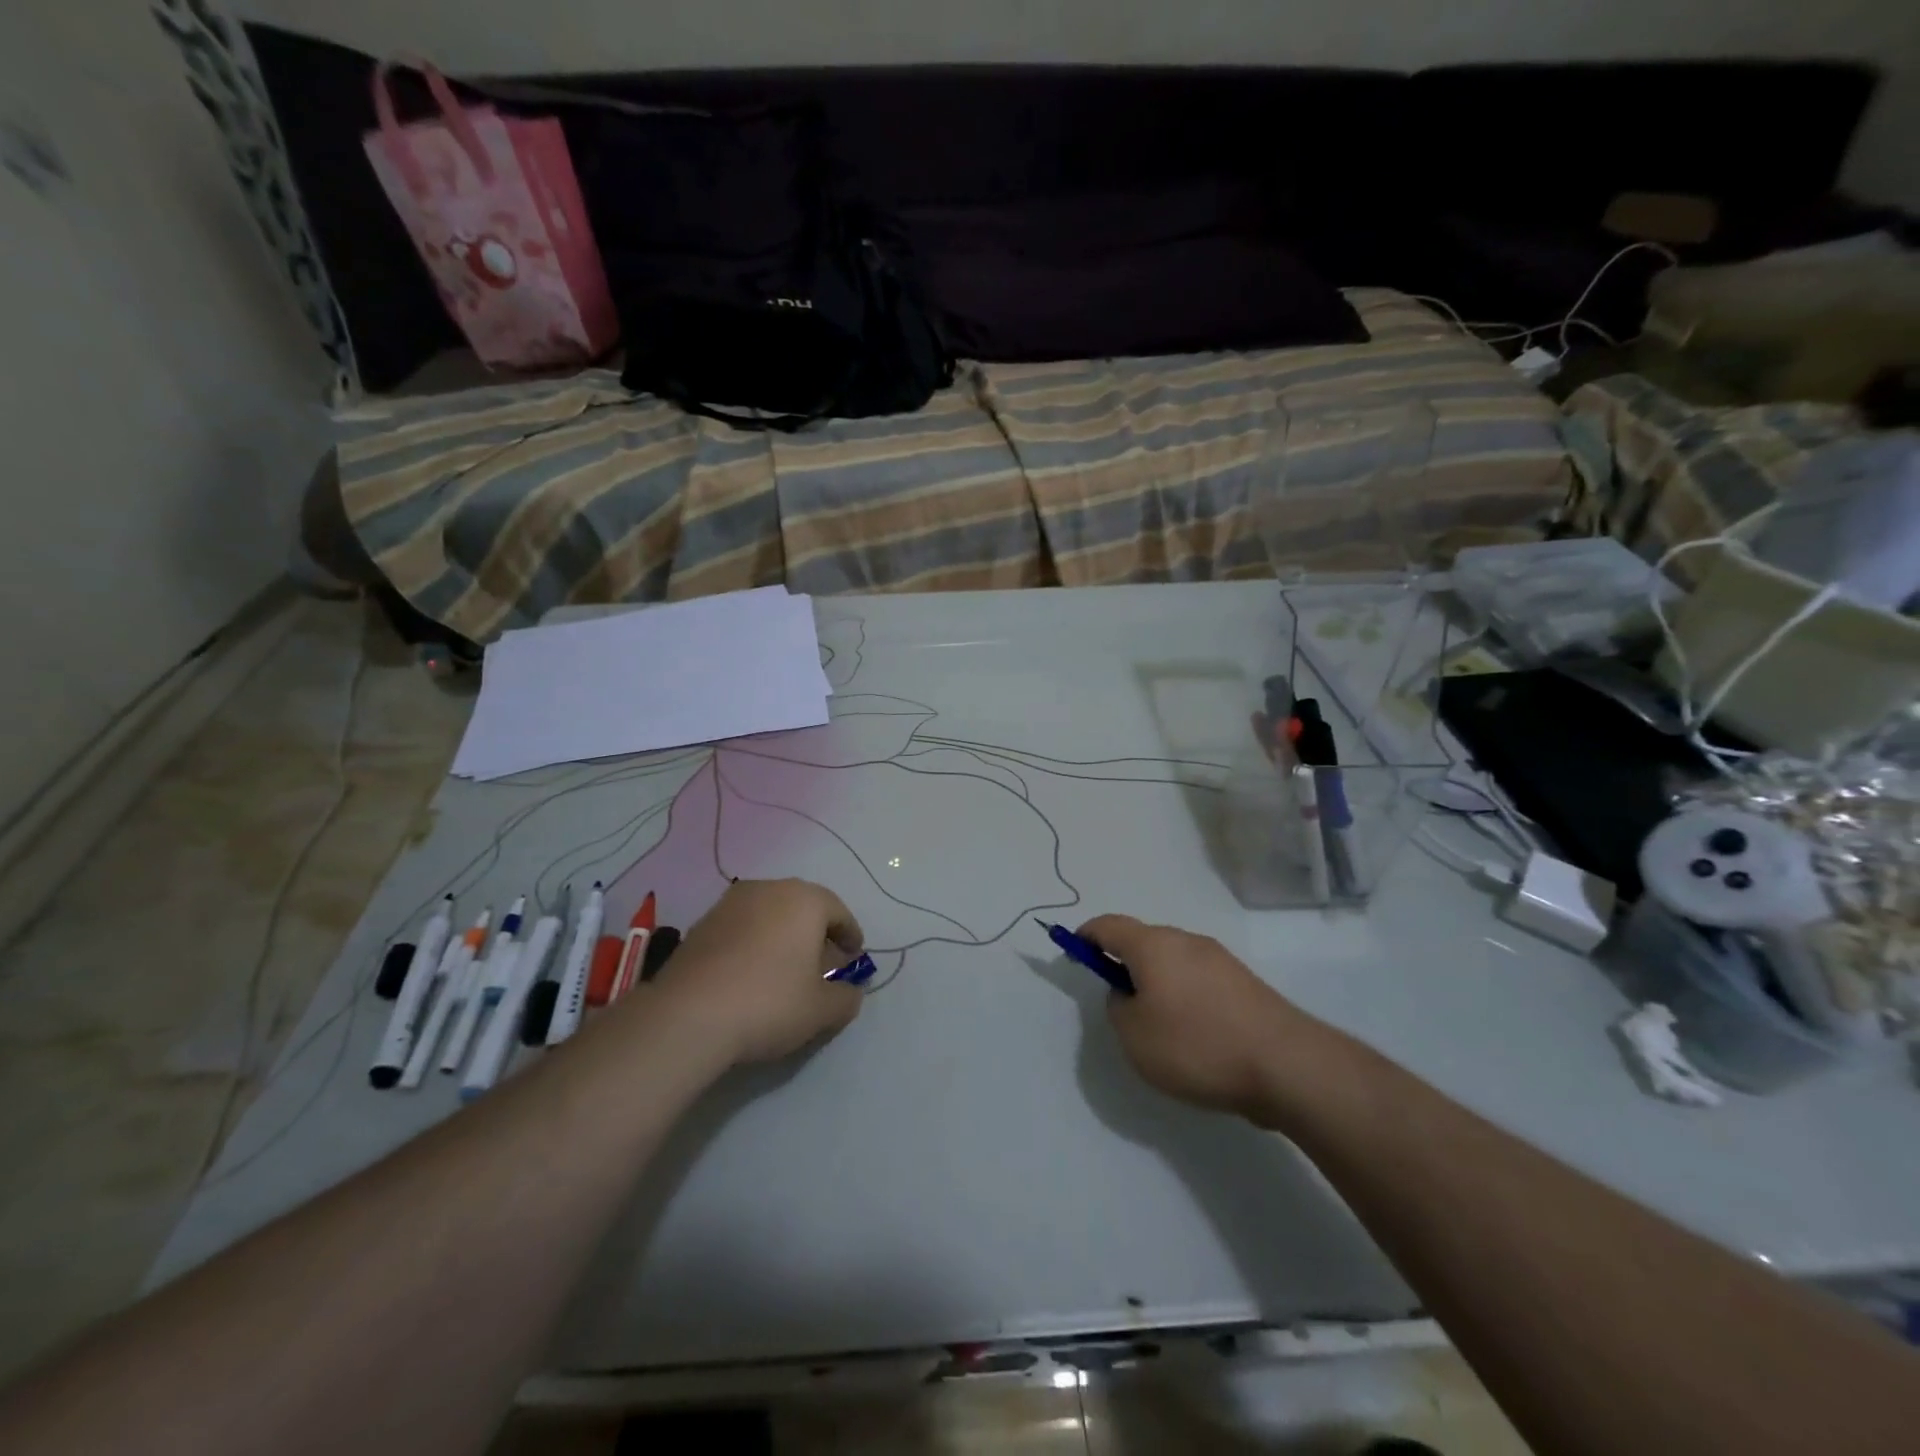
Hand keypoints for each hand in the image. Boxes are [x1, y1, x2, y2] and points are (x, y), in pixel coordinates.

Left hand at [654, 879, 865, 1064]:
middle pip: (803, 908)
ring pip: (770, 915)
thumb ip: (846, 997)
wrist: (687, 1016)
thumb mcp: (822, 1010)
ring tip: (786, 971)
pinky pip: (742, 928)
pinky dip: (754, 944)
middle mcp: (769, 889)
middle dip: (816, 934)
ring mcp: (730, 903)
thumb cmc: (769, 1002)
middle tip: (823, 965)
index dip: (850, 936)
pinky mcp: (701, 923)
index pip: (839, 912)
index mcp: (804, 899)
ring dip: (783, 937)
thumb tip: (850, 991)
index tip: (854, 958)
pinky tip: (751, 974)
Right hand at [1078, 915, 1319, 1124]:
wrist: (1286, 1065)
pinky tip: (1194, 1035)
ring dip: (1156, 982)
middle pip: (1142, 941)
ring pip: (1173, 961)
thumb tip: (1128, 992)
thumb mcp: (1134, 1036)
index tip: (1074, 954)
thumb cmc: (1196, 1046)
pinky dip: (1184, 996)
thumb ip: (1117, 1007)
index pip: (1107, 925)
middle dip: (1124, 964)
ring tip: (1159, 1028)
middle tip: (1118, 1003)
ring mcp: (1219, 959)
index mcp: (1153, 945)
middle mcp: (1186, 940)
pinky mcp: (1243, 983)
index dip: (1085, 936)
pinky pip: (1198, 980)